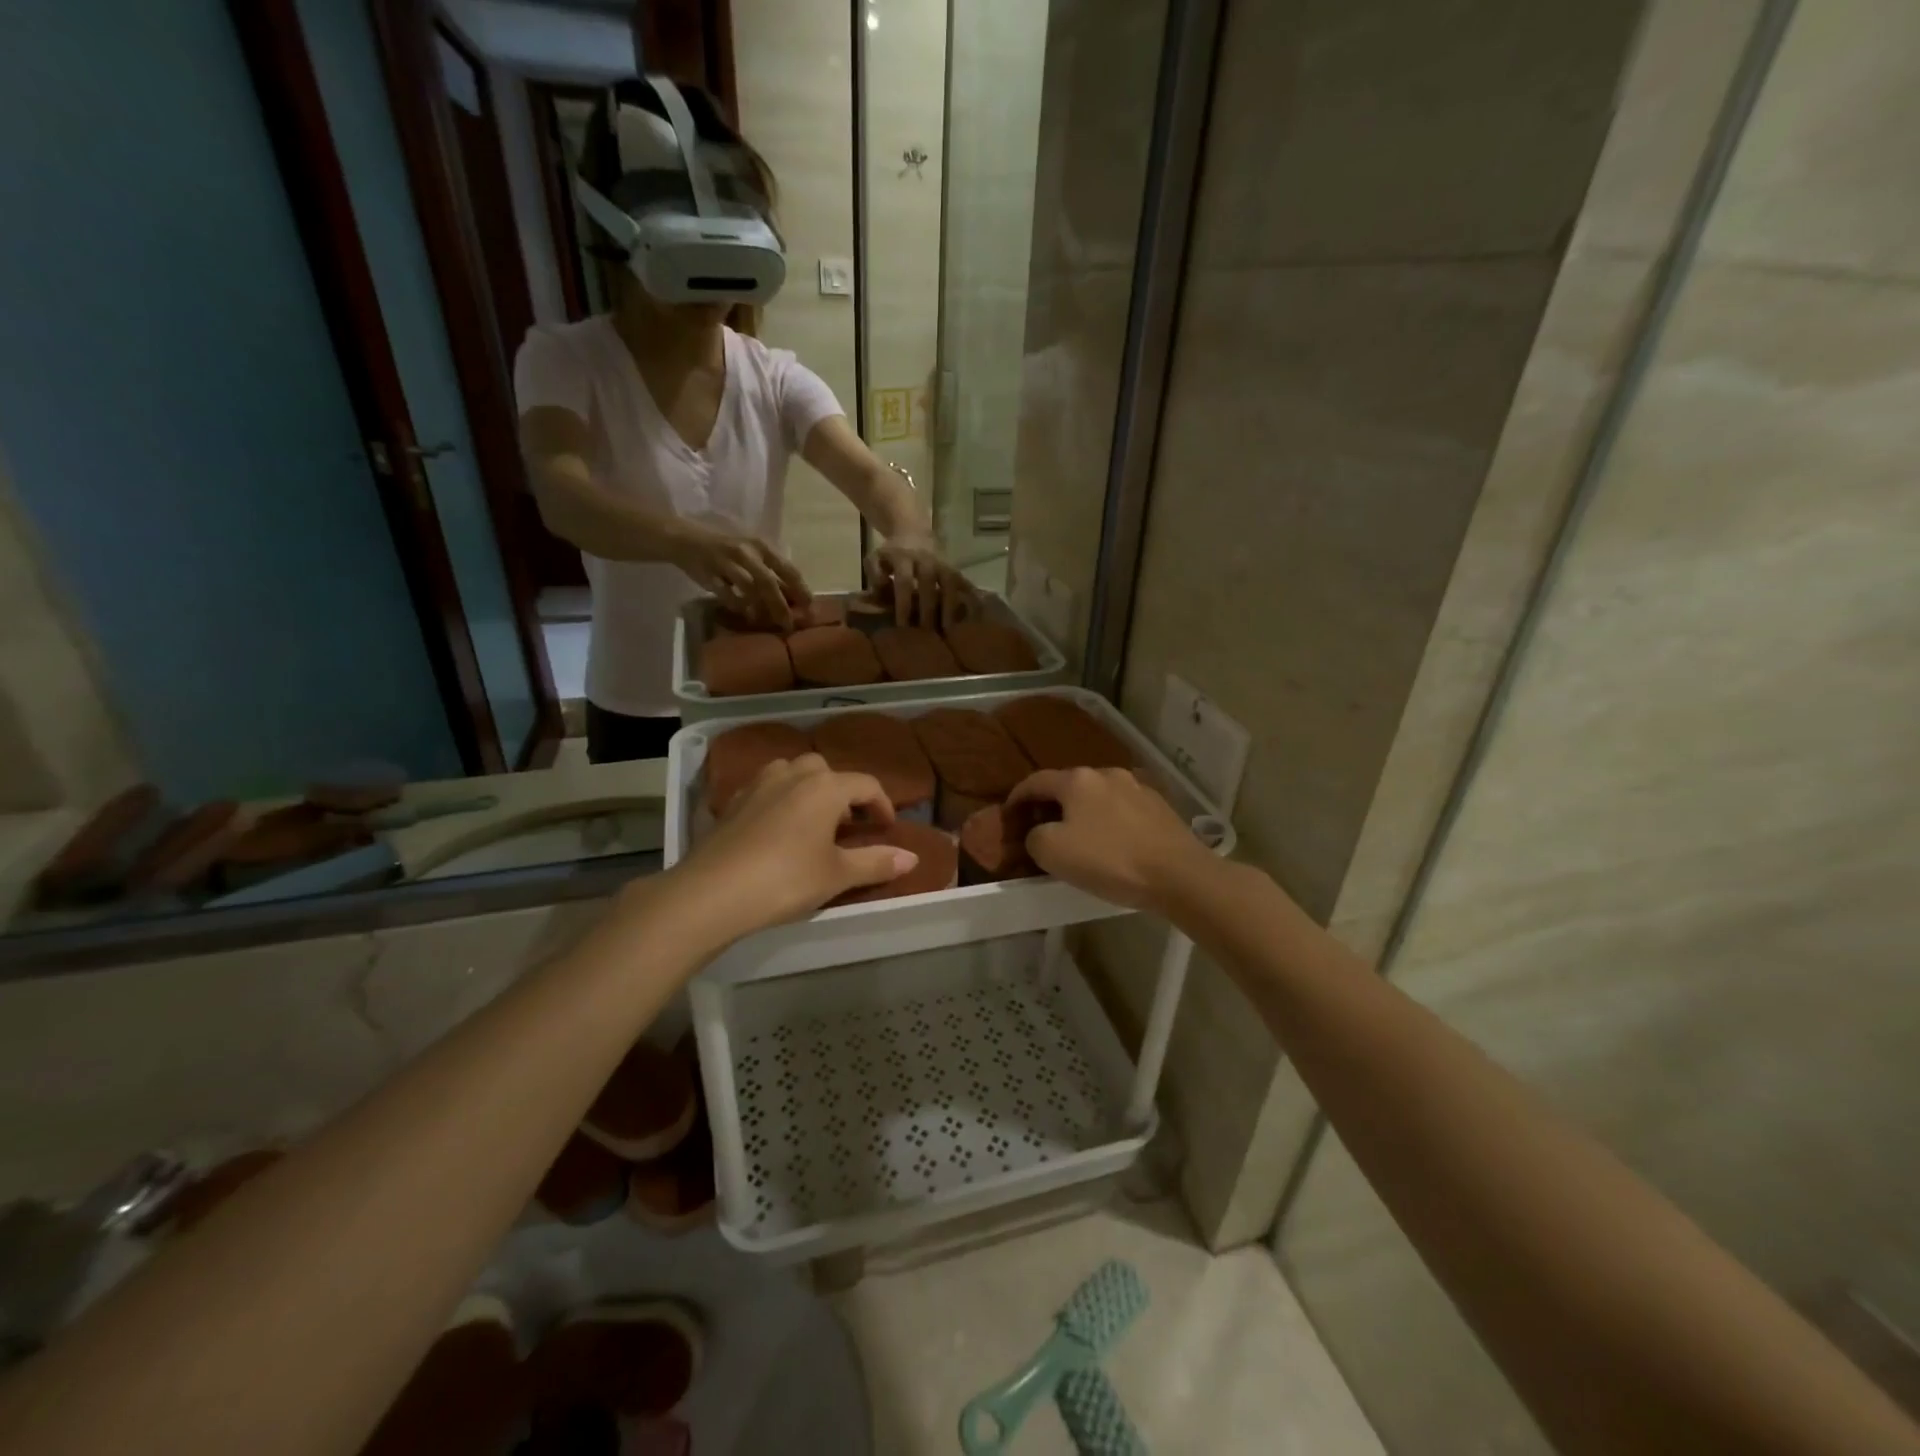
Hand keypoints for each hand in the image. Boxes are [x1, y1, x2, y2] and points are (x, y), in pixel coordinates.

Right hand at [671, 520, 808, 629]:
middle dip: (781, 606)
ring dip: (760, 609)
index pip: (787, 568)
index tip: (810, 606)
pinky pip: (727, 596)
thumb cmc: (726, 546)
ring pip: (748, 590)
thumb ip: (771, 570)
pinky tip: (744, 615)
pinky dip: (738, 606)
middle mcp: (745, 552)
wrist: (685, 539)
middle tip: (789, 625)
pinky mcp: (708, 575)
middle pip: (768, 583)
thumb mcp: (752, 551)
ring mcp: (725, 563)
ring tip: (768, 623)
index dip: (800, 589)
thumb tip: (794, 596)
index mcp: (761, 545)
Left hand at [673, 755, 918, 934]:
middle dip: (843, 792)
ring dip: (809, 789)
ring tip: (813, 821)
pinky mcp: (734, 802)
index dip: (882, 805)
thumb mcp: (837, 875)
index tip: (887, 829)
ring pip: (793, 772)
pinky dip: (781, 799)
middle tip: (849, 825)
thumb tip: (912, 858)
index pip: (866, 785)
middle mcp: (793, 775)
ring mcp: (759, 785)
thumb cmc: (785, 879)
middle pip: (827, 770)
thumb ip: (876, 862)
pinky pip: (767, 788)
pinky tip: (778, 829)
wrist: (712, 892)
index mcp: (825, 787)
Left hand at [865, 538, 976, 632]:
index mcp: (903, 558)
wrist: (912, 530)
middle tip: (926, 631)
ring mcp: (942, 563)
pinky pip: (962, 582)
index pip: (904, 582)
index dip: (904, 603)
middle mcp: (925, 560)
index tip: (903, 625)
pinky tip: (970, 616)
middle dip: (928, 609)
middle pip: (929, 584)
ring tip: (949, 628)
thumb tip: (881, 592)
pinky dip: (968, 597)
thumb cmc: (891, 553)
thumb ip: (875, 575)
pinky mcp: (953, 567)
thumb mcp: (875, 558)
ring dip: (950, 606)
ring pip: (950, 583)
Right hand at [1007, 767, 1216, 914]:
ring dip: (1082, 812)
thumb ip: (1034, 837)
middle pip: (1068, 786)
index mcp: (1077, 780)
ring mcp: (1137, 787)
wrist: (1179, 874)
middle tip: (1041, 829)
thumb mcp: (1053, 853)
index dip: (1017, 797)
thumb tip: (1039, 832)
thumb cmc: (1110, 860)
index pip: (1036, 781)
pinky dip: (1108, 821)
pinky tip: (1111, 842)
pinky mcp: (1160, 806)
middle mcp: (1107, 773)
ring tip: (1078, 837)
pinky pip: (1122, 809)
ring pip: (1097, 796)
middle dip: (1051, 805)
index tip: (1009, 815)